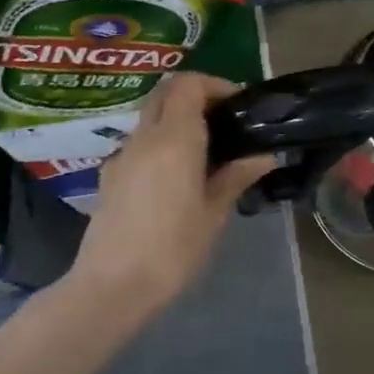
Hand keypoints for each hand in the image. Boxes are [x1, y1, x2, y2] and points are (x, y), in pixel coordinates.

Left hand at [72, 74, 274, 312]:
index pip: (188, 84)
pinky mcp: (109, 177)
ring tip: (205, 151)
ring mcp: (122, 156)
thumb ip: (236, 176)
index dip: (214, 85)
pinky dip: (160, 143)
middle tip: (223, 120)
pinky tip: (176, 177)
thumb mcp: (214, 213)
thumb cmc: (172, 249)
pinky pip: (139, 143)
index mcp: (174, 139)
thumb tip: (264, 156)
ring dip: (177, 120)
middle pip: (165, 93)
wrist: (111, 288)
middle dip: (195, 95)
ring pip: (150, 118)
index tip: (237, 105)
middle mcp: (144, 138)